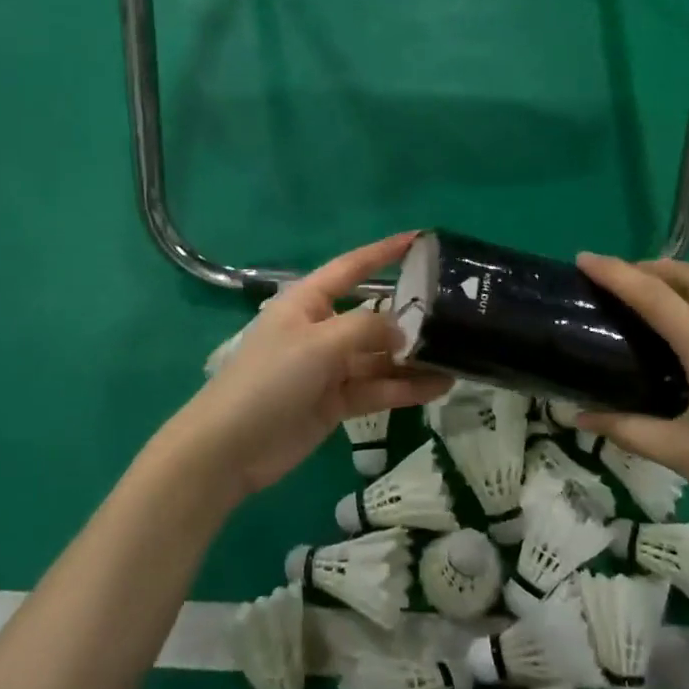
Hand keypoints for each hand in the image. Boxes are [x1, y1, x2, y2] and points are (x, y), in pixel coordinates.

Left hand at [167, 233, 452, 498]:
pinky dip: (404, 388)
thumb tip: (401, 328)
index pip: (351, 267)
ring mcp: (329, 367)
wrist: (230, 447)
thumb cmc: (270, 379)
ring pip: (379, 357)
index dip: (383, 252)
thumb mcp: (319, 343)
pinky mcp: (336, 401)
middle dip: (409, 317)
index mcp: (308, 302)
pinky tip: (438, 387)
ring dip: (413, 359)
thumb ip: (366, 329)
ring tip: (457, 357)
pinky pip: (377, 388)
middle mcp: (321, 329)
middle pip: (372, 316)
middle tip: (455, 315)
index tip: (419, 240)